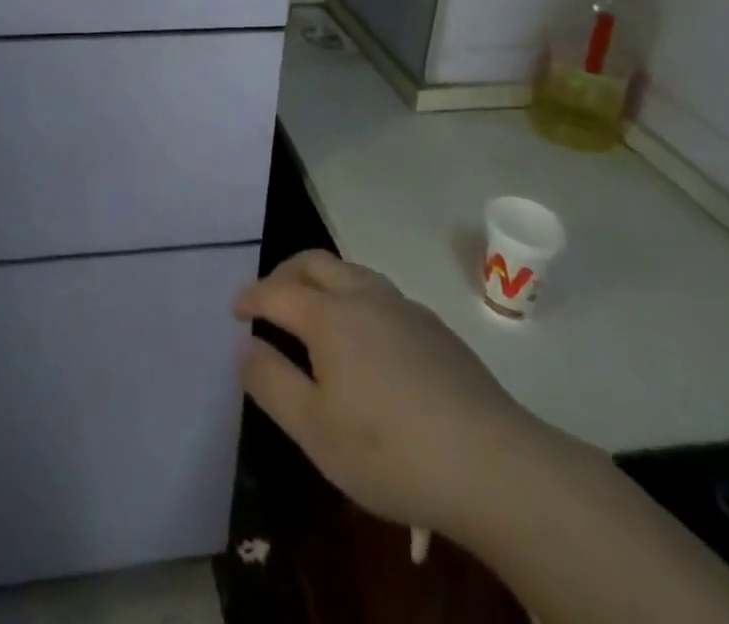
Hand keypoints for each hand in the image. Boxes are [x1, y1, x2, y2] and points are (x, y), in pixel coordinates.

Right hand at [233, 251, 536, 541]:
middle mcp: (364, 296)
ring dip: (323, 281)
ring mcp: (404, 308)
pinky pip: (381, 294)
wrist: (494, 465)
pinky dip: (356, 299)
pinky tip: (366, 340)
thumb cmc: (390, 450)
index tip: (234, 309)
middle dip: (284, 273)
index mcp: (329, 315)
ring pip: (352, 272)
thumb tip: (245, 345)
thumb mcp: (314, 430)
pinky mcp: (435, 328)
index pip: (277, 291)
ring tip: (314, 312)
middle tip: (270, 298)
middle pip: (315, 262)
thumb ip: (271, 382)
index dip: (251, 296)